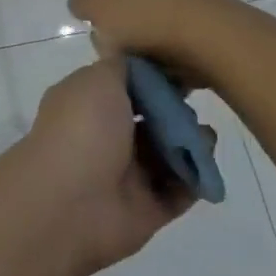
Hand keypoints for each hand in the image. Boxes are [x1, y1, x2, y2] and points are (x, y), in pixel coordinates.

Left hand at [4, 57, 195, 275]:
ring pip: (167, 154)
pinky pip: (179, 190)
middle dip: (176, 112)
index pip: (124, 87)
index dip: (154, 80)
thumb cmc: (82, 129)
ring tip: (205, 136)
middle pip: (150, 120)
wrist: (71, 202)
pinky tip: (205, 163)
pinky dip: (196, 178)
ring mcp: (124, 175)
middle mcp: (103, 137)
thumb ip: (121, 68)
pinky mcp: (147, 208)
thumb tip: (139, 66)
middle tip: (194, 107)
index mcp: (85, 105)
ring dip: (190, 143)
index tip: (184, 70)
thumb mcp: (97, 79)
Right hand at [68, 0, 245, 83]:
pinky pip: (161, 32)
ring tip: (135, 54)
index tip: (91, 17)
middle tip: (112, 39)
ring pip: (137, 17)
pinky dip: (155, 47)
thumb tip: (87, 2)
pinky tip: (156, 60)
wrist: (210, 38)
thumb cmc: (144, 13)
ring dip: (130, 38)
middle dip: (109, 20)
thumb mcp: (93, 4)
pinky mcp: (195, 15)